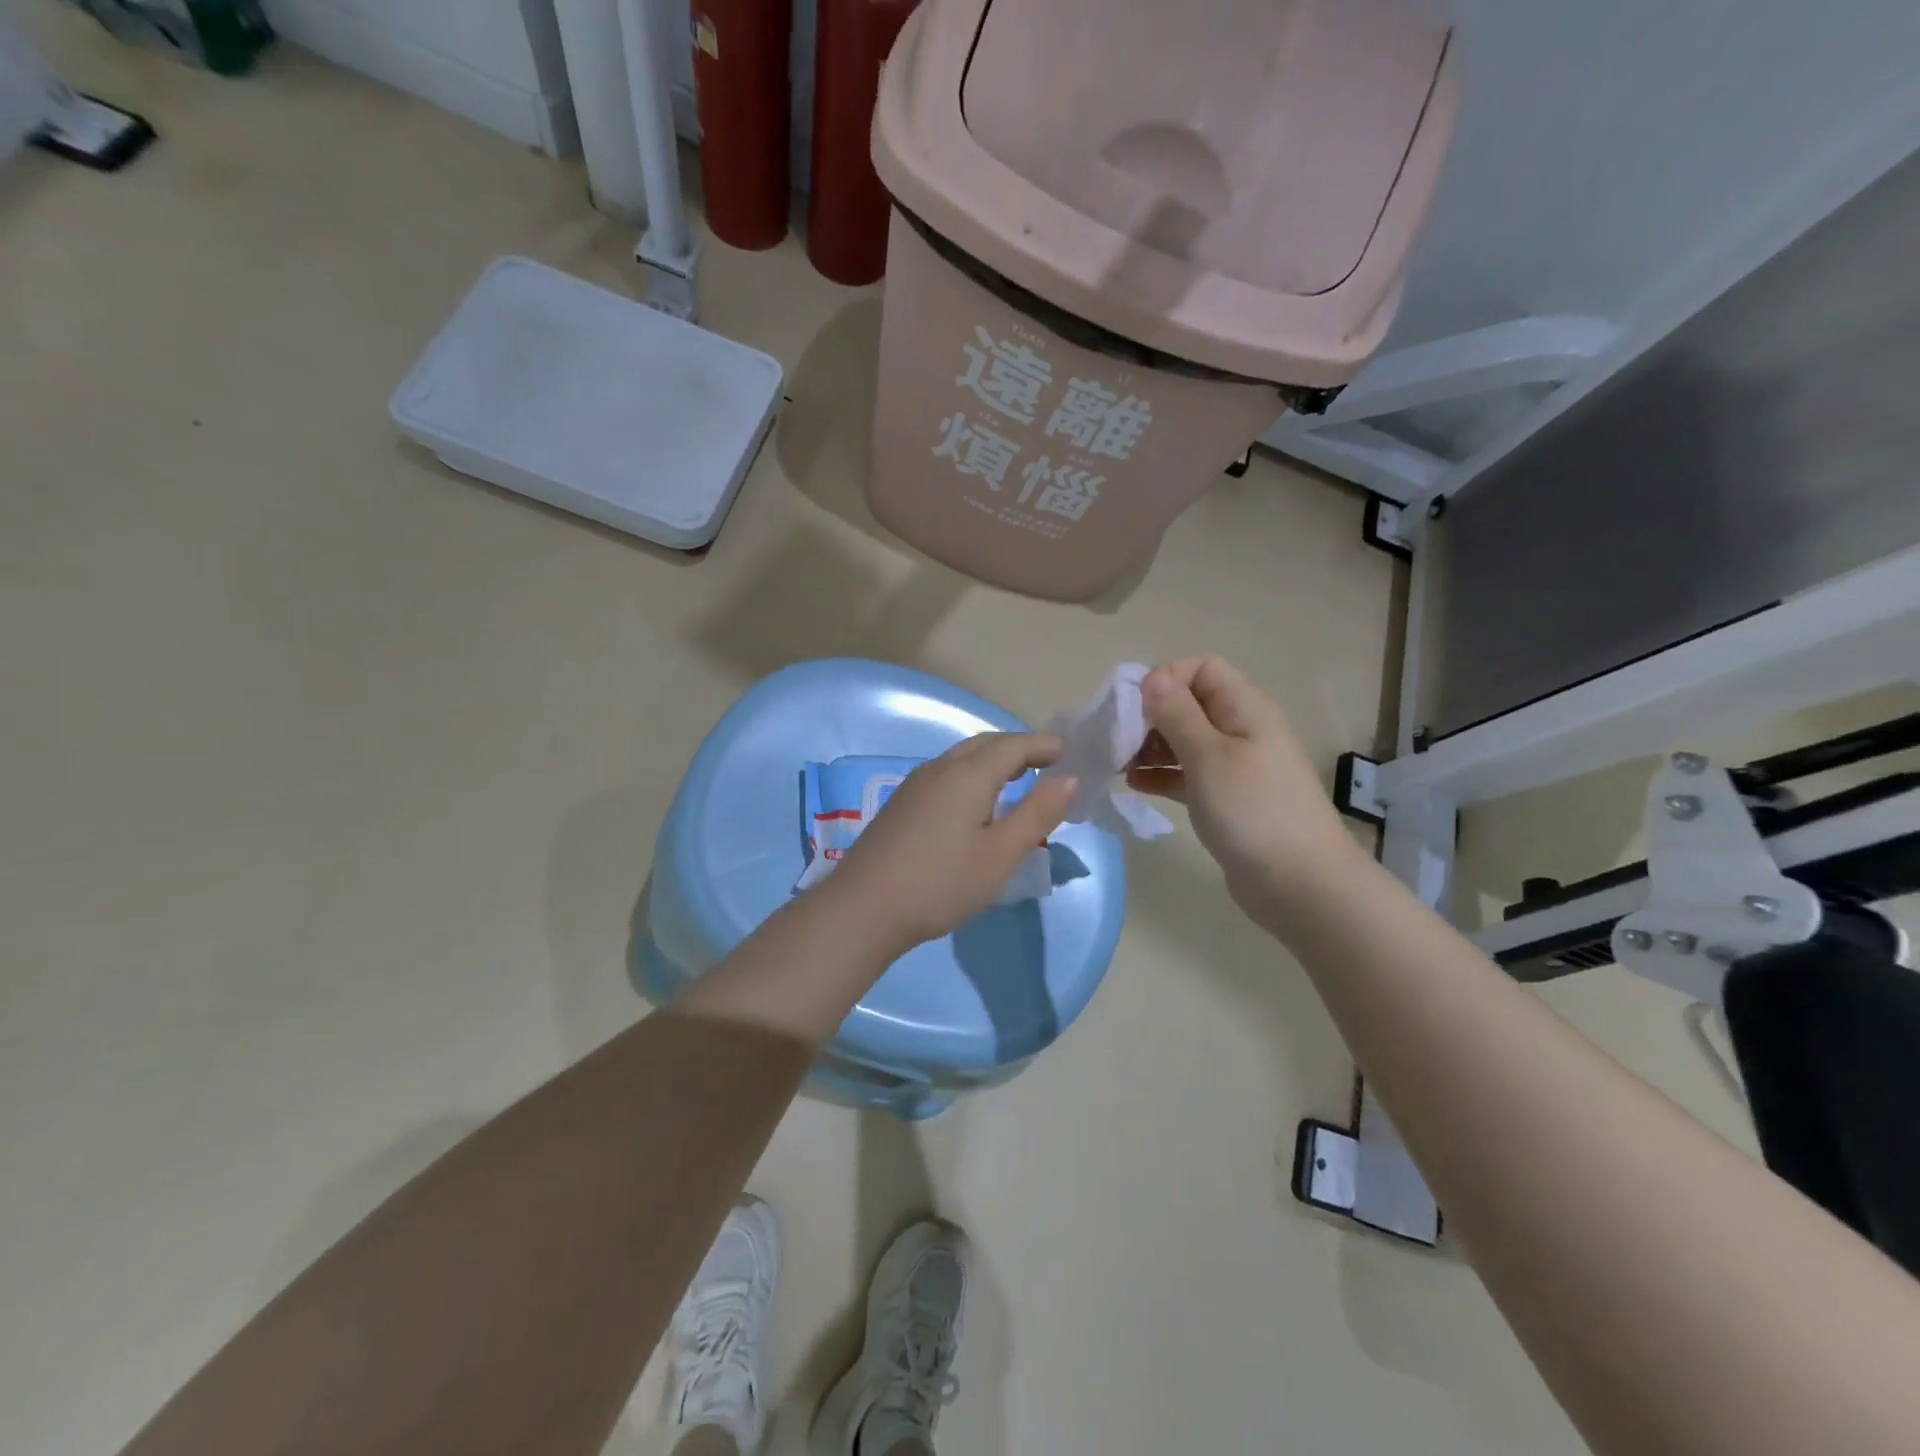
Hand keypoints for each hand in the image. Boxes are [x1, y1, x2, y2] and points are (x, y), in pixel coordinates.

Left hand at [827, 733, 1076, 952]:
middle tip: (1048, 764)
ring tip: (1018, 781)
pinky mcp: (902, 804)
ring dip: (994, 761)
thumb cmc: (941, 883)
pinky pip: (947, 774)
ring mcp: (915, 784)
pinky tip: (977, 805)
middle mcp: (940, 768)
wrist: (863, 909)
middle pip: (986, 744)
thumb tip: (1068, 778)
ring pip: (962, 758)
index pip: (1014, 744)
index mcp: (968, 774)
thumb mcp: (1001, 854)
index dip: (1044, 745)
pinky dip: (973, 776)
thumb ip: (1037, 813)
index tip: (1070, 753)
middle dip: (1019, 749)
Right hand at [1128, 656, 1360, 930]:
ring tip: (1119, 764)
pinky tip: (1134, 785)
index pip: (1202, 668)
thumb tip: (1152, 677)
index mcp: (1244, 708)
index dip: (1166, 679)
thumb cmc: (1252, 810)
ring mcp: (1235, 766)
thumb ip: (1177, 714)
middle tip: (1119, 741)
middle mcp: (1241, 729)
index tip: (1135, 709)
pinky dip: (1162, 775)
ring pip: (1185, 741)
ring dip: (1151, 746)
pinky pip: (1187, 774)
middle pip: (1189, 704)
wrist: (1299, 883)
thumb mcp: (1208, 755)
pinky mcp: (1226, 799)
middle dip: (1151, 716)